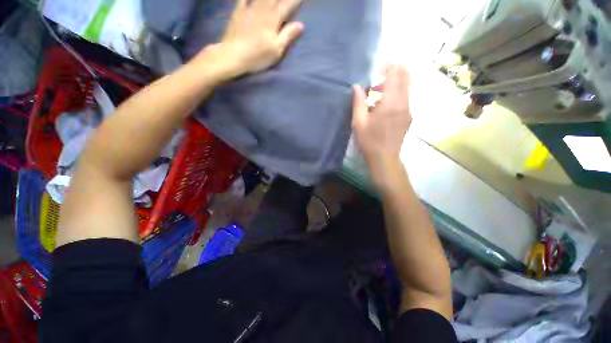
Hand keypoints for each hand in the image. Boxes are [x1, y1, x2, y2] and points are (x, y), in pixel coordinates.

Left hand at [198, 0, 303, 77]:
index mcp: (273, 20)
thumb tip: (301, 25)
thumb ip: (288, 36)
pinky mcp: (238, 12)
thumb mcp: (276, 50)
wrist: (233, 55)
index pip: (287, 6)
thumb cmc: (257, 55)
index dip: (294, 1)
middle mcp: (262, 10)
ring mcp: (249, 9)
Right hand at [352, 66, 411, 184]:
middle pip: (405, 76)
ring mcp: (408, 110)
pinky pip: (404, 98)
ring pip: (406, 87)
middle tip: (377, 76)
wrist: (385, 159)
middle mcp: (404, 102)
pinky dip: (395, 94)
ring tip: (375, 93)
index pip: (396, 74)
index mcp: (391, 103)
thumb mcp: (359, 122)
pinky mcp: (408, 116)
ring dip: (393, 84)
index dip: (388, 65)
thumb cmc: (369, 141)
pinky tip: (382, 105)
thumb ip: (358, 102)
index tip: (379, 63)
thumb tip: (356, 86)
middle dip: (393, 71)